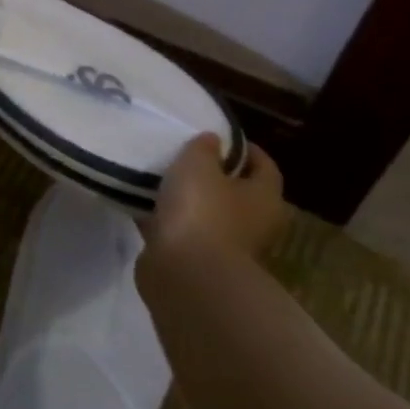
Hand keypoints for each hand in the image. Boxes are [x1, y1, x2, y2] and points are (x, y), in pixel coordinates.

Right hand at [139, 134, 287, 280]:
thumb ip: (204, 148)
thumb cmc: (201, 210)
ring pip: (207, 212)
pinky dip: (168, 219)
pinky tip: (144, 203)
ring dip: (189, 199)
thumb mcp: (198, 164)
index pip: (265, 166)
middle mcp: (253, 224)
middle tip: (186, 156)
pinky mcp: (196, 260)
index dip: (245, 149)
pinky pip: (182, 231)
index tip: (219, 135)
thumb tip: (213, 141)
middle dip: (214, 175)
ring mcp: (225, 245)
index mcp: (264, 198)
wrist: (184, 273)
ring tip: (161, 177)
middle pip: (237, 192)